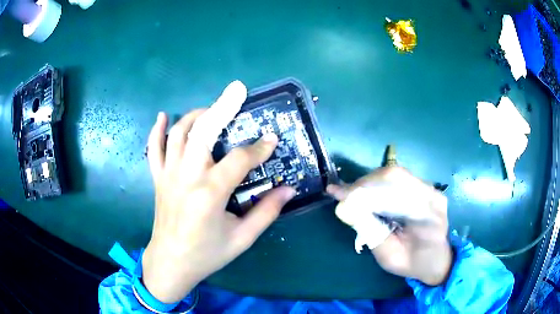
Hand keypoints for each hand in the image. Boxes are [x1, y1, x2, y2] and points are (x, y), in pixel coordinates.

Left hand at [142, 82, 295, 302]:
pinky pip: (153, 149)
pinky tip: (164, 115)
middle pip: (203, 132)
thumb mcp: (242, 239)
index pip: (239, 160)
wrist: (171, 263)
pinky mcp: (158, 179)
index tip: (273, 139)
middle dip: (223, 108)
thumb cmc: (207, 254)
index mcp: (210, 194)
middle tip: (237, 90)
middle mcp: (187, 177)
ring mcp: (168, 175)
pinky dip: (157, 130)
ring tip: (212, 109)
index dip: (259, 148)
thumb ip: (267, 212)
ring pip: (178, 134)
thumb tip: (289, 189)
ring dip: (196, 115)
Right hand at [327, 166, 451, 285]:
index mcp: (428, 213)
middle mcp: (432, 194)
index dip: (365, 189)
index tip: (341, 195)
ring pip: (395, 175)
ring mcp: (430, 189)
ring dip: (370, 184)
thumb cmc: (414, 264)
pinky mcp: (424, 188)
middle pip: (395, 176)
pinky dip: (378, 186)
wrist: (436, 261)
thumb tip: (345, 209)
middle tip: (342, 194)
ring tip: (350, 195)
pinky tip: (366, 194)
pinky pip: (399, 180)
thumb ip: (371, 232)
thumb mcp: (389, 256)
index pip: (396, 189)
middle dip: (364, 184)